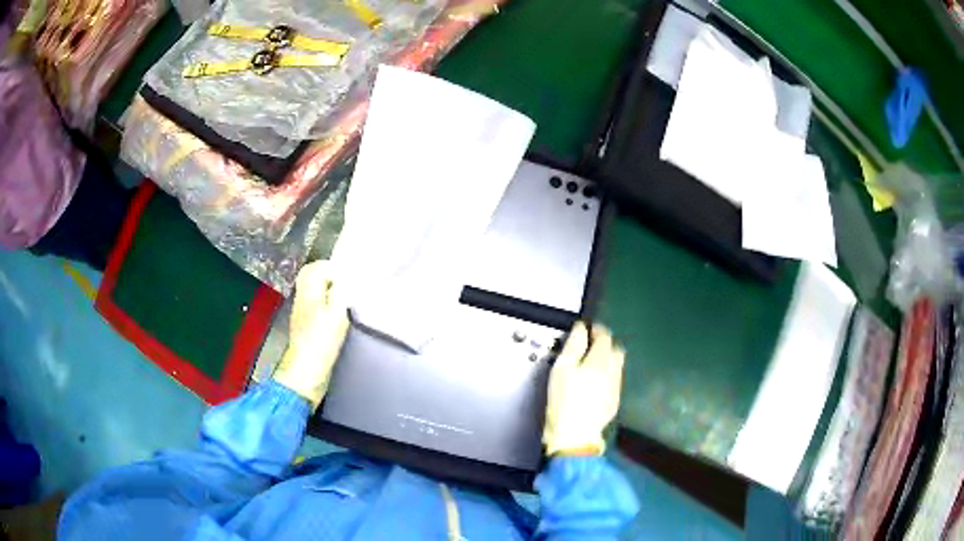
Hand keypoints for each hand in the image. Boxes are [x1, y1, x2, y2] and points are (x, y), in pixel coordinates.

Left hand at [272, 260, 349, 410]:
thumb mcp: (337, 314)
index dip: (334, 267)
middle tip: (347, 283)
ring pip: (312, 290)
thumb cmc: (321, 342)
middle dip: (328, 275)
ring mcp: (301, 312)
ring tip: (345, 297)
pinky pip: (314, 305)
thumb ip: (342, 291)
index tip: (350, 276)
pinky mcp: (305, 326)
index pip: (317, 267)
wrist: (305, 372)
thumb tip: (348, 276)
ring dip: (327, 290)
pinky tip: (337, 314)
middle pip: (311, 276)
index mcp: (308, 291)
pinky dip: (325, 303)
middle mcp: (302, 298)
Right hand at [543, 322, 625, 456]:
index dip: (596, 329)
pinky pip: (614, 381)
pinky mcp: (614, 401)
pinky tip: (593, 385)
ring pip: (616, 366)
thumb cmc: (564, 400)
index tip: (587, 329)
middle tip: (589, 346)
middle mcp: (614, 371)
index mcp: (601, 360)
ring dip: (606, 361)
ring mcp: (616, 387)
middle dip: (605, 344)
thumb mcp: (562, 368)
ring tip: (589, 365)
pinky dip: (606, 377)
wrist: (574, 435)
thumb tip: (581, 329)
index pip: (605, 336)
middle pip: (616, 349)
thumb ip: (574, 345)